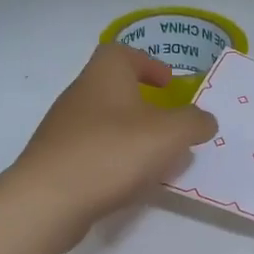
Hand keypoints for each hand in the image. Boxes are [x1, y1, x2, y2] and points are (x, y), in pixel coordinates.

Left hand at [5, 44, 217, 246]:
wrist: (49, 200)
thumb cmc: (112, 153)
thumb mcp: (169, 134)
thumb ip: (193, 123)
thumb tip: (204, 120)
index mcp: (104, 75)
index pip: (123, 53)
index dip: (148, 63)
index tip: (168, 84)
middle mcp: (79, 95)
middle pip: (112, 89)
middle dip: (143, 105)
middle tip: (168, 127)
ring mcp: (62, 130)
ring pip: (103, 124)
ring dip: (129, 137)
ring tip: (154, 161)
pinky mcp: (55, 162)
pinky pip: (91, 153)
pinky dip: (112, 161)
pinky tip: (127, 183)